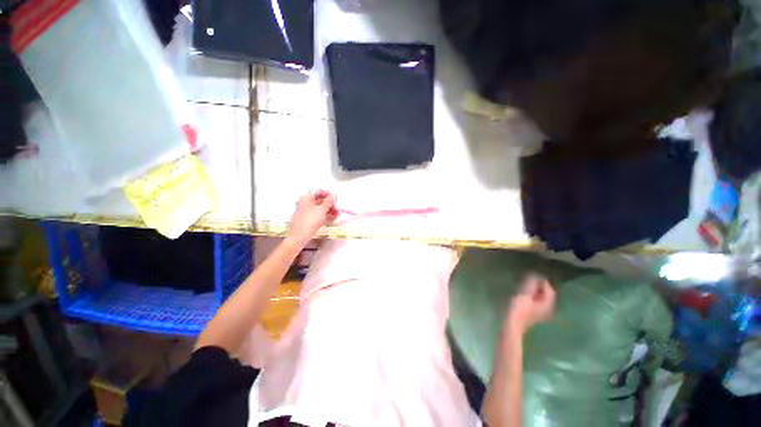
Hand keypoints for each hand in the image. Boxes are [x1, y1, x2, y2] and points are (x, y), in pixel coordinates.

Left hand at [287, 190, 337, 246]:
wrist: (299, 236)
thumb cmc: (311, 220)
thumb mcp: (322, 209)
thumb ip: (329, 201)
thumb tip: (334, 194)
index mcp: (306, 197)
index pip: (319, 191)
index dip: (328, 194)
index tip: (336, 198)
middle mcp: (305, 202)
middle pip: (320, 199)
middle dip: (330, 203)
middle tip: (338, 208)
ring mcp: (306, 211)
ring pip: (320, 207)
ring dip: (329, 210)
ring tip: (337, 215)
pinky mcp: (307, 218)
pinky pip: (318, 214)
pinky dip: (325, 215)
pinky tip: (332, 218)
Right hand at [505, 274, 555, 335]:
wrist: (513, 324)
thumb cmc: (519, 309)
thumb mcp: (525, 294)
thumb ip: (531, 285)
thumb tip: (536, 276)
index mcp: (547, 303)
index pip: (549, 290)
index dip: (543, 282)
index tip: (534, 275)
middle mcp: (547, 308)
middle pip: (547, 294)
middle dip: (540, 286)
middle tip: (530, 279)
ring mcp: (541, 312)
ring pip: (542, 298)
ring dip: (536, 291)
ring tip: (527, 285)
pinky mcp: (534, 313)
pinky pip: (537, 301)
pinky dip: (533, 296)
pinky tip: (525, 294)